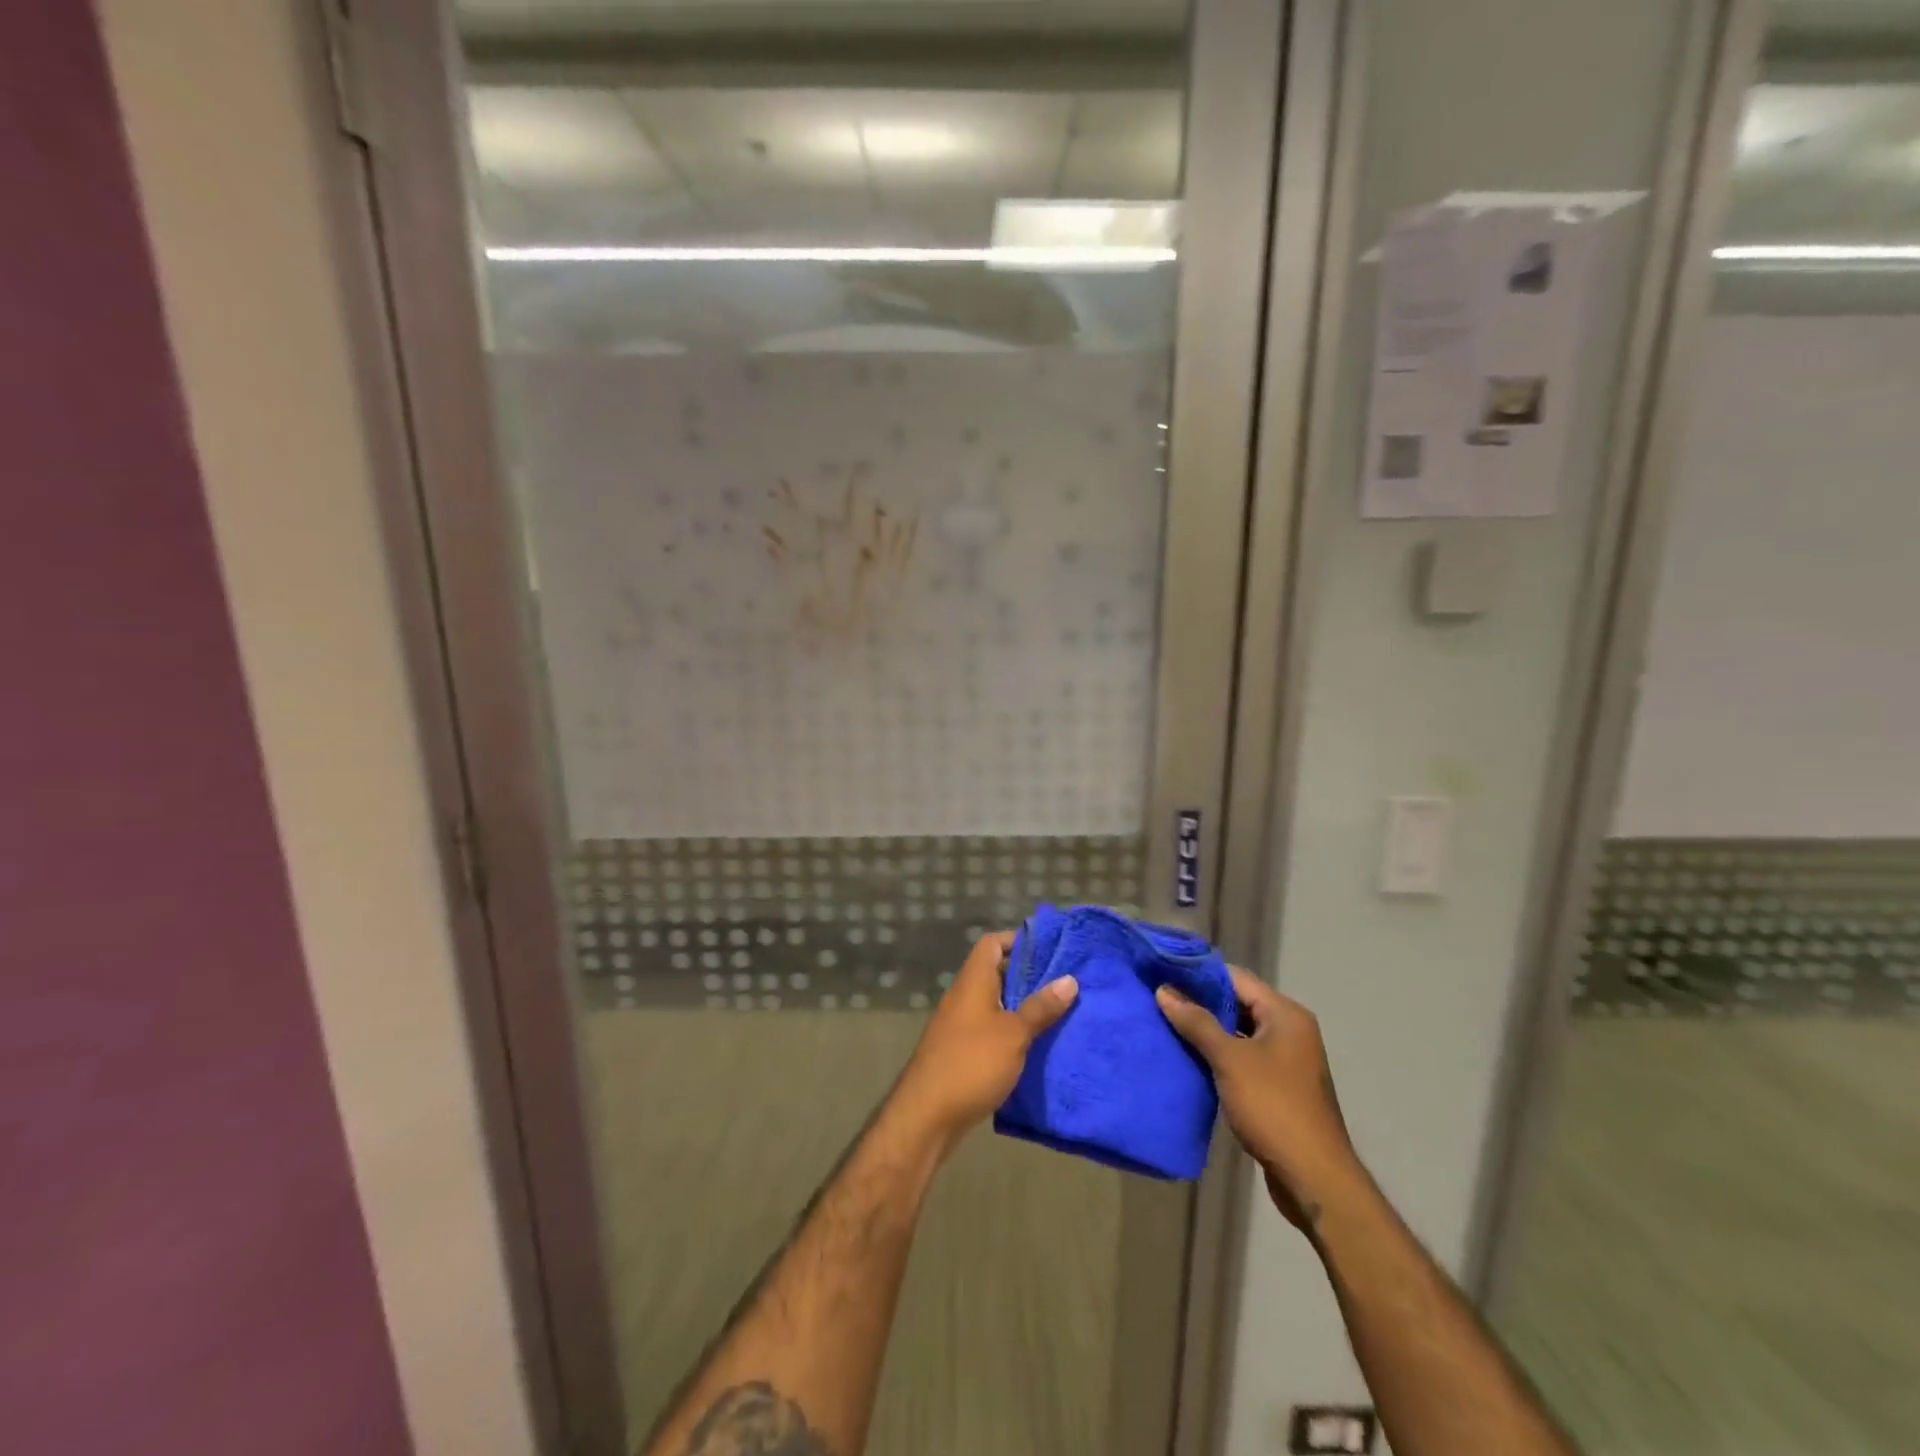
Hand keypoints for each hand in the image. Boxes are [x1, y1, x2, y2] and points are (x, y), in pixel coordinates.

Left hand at [886, 931, 1077, 1155]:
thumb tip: (1069, 979)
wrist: (926, 1115)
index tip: (1049, 949)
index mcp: (973, 982)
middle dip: (1028, 977)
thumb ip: (1040, 1007)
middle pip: (996, 974)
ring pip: (995, 1005)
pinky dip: (1011, 1033)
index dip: (1017, 940)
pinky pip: (990, 1030)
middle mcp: (963, 997)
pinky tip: (1035, 1047)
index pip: (992, 944)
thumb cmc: (972, 1063)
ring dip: (1022, 1007)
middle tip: (1064, 983)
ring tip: (1058, 1013)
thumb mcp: (1013, 1034)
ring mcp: (959, 1025)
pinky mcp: (960, 1052)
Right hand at [1156, 968, 1357, 1231]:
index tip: (1163, 973)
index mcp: (1285, 1014)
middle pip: (1238, 1003)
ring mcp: (1286, 1059)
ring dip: (1207, 1030)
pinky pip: (1243, 1056)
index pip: (1236, 978)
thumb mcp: (1229, 1060)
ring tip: (1167, 1025)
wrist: (1314, 1178)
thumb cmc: (1273, 1107)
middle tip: (1159, 999)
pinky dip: (1218, 1054)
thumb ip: (1197, 1022)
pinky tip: (1189, 1059)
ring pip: (1238, 1031)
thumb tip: (1165, 990)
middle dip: (1200, 1002)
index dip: (1199, 974)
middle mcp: (1290, 1030)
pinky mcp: (1279, 1086)